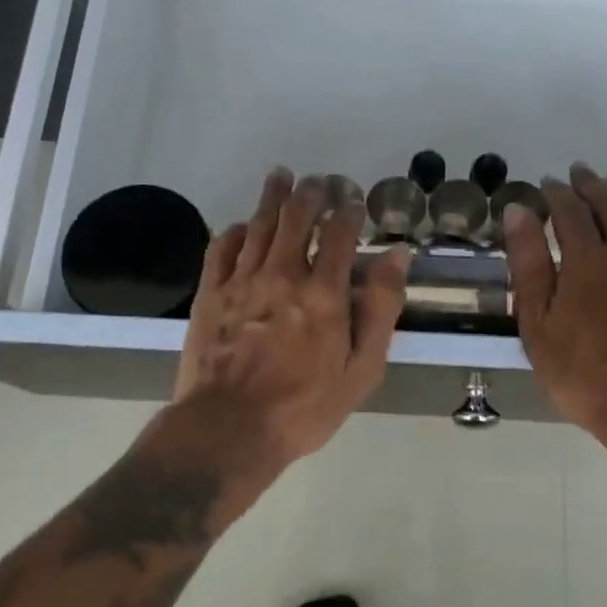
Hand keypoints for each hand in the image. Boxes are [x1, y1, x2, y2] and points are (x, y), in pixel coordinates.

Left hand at [172, 169, 410, 473]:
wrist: (229, 430)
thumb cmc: (304, 407)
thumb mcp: (362, 369)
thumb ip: (381, 309)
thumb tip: (396, 256)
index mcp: (324, 293)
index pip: (340, 233)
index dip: (349, 209)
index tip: (353, 199)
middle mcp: (283, 275)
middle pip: (297, 217)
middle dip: (311, 192)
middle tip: (319, 180)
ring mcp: (241, 281)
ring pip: (260, 224)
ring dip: (273, 196)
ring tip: (282, 176)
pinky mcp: (210, 294)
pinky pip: (222, 248)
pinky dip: (236, 230)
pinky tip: (243, 225)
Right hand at [505, 164, 606, 438]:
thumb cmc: (581, 371)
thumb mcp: (537, 322)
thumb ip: (528, 262)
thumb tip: (519, 210)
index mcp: (587, 259)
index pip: (570, 210)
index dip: (556, 193)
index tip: (545, 183)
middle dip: (590, 185)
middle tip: (577, 172)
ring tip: (605, 191)